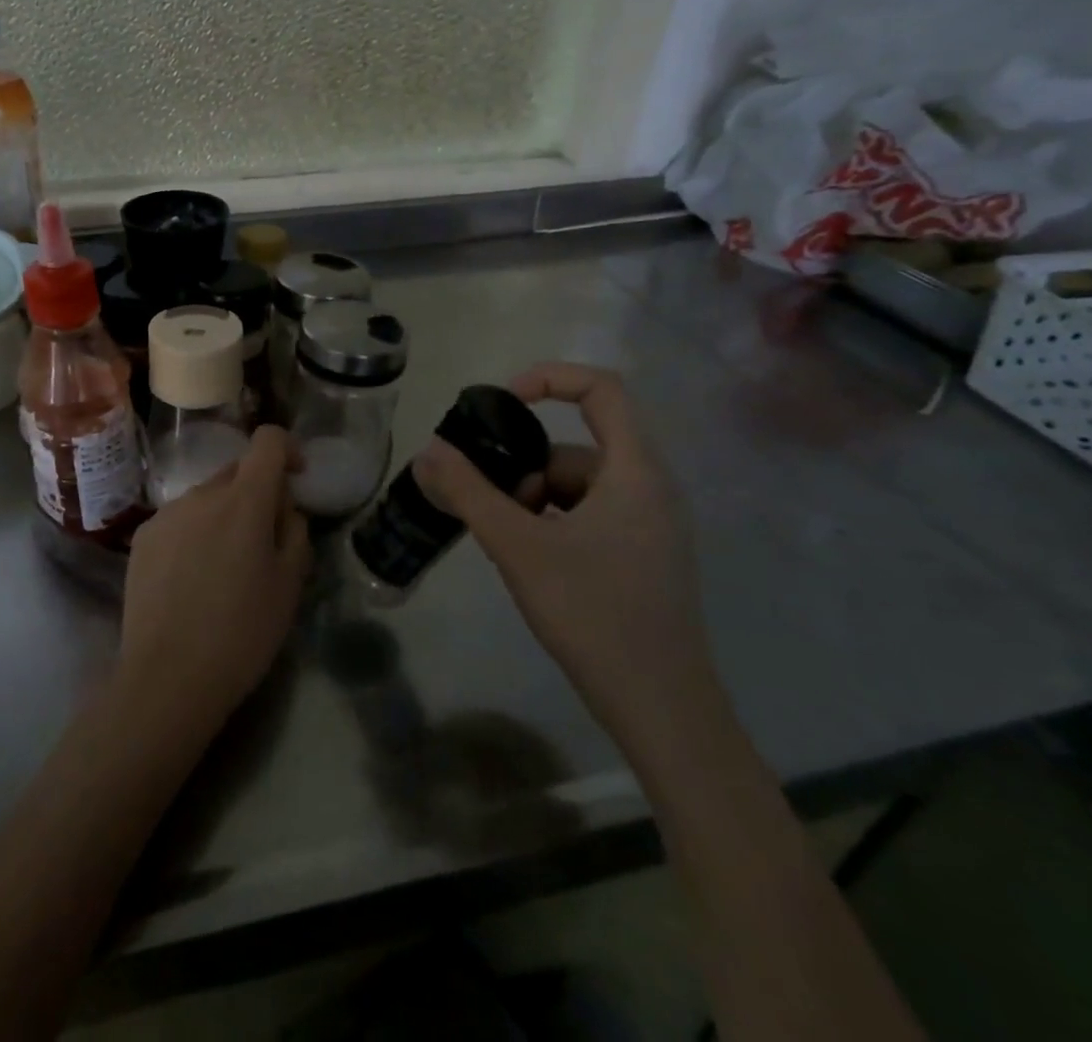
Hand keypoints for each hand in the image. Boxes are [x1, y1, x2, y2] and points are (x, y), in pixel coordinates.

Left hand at [118, 426, 310, 732]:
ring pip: (206, 498)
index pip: (267, 441)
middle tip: (265, 541)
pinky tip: (192, 579)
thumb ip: (294, 530)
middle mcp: (201, 494)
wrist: (168, 676)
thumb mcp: (290, 584)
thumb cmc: (242, 632)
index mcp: (244, 500)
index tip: (296, 477)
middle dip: (256, 493)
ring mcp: (167, 514)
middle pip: (236, 472)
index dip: (287, 450)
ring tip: (225, 568)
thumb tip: (284, 506)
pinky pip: (180, 520)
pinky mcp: (143, 537)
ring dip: (223, 515)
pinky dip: (194, 534)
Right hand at [413, 363, 718, 758]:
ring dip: (533, 502)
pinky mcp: (641, 558)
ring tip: (506, 544)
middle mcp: (650, 490)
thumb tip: (429, 451)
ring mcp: (650, 527)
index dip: (549, 379)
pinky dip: (551, 525)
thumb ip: (469, 494)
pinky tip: (529, 562)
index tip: (501, 404)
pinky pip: (587, 517)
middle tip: (489, 507)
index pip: (603, 389)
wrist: (663, 712)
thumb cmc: (595, 615)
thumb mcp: (520, 548)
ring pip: (577, 487)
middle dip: (524, 468)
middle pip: (576, 448)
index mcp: (635, 472)